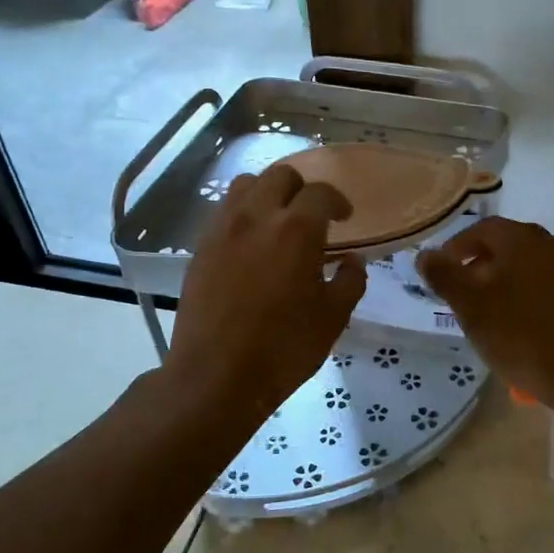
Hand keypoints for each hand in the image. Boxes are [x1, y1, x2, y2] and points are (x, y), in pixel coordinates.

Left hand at [164, 164, 366, 428]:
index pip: (321, 192)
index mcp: (297, 229)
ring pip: (246, 185)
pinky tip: (251, 244)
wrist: (215, 376)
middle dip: (302, 189)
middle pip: (280, 176)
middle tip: (312, 216)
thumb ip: (349, 281)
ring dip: (267, 194)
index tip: (345, 218)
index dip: (337, 201)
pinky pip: (224, 212)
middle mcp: (257, 216)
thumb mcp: (333, 318)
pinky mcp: (201, 247)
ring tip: (277, 221)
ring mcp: (223, 229)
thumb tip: (352, 260)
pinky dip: (243, 214)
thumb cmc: (283, 348)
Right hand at [416, 218, 553, 416]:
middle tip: (463, 294)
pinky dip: (530, 293)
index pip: (482, 229)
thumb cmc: (522, 337)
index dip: (457, 248)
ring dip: (506, 280)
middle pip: (508, 245)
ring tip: (490, 311)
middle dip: (481, 265)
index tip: (442, 272)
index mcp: (524, 239)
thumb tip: (425, 254)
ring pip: (530, 264)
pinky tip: (522, 322)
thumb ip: (445, 276)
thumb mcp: (471, 308)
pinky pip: (550, 282)